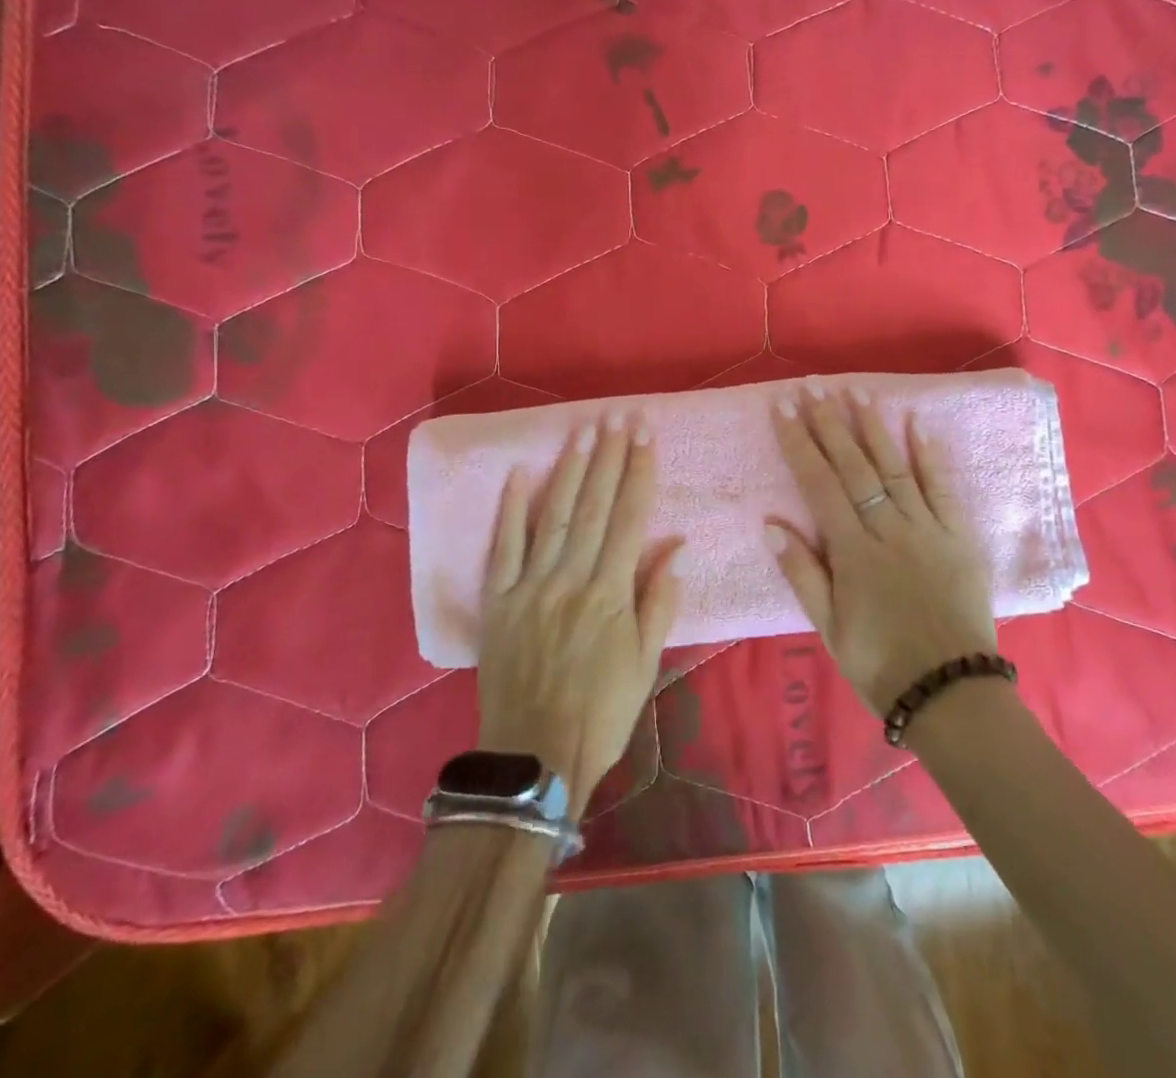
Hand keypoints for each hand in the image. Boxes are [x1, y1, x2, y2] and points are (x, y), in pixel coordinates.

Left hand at [476, 413, 679, 807]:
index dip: (639, 473)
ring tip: (584, 431)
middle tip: (618, 416)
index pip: (629, 519)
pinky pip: (504, 548)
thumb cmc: (602, 712)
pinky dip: (511, 510)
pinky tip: (520, 474)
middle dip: (609, 458)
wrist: (535, 758)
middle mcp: (571, 579)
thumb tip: (676, 549)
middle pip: (594, 507)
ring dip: (570, 471)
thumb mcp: (646, 664)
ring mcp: (531, 587)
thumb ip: (658, 602)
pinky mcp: (499, 602)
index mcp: (610, 593)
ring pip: (554, 517)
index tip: (646, 436)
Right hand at [766, 387, 997, 715]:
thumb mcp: (828, 628)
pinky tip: (917, 424)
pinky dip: (930, 454)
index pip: (819, 484)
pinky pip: (942, 488)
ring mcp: (926, 528)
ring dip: (873, 427)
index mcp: (852, 551)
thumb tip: (771, 524)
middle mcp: (887, 529)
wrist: (951, 690)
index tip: (784, 408)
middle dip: (829, 424)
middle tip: (812, 387)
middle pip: (853, 467)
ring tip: (856, 391)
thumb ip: (801, 573)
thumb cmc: (880, 662)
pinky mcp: (958, 535)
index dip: (799, 443)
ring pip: (895, 467)